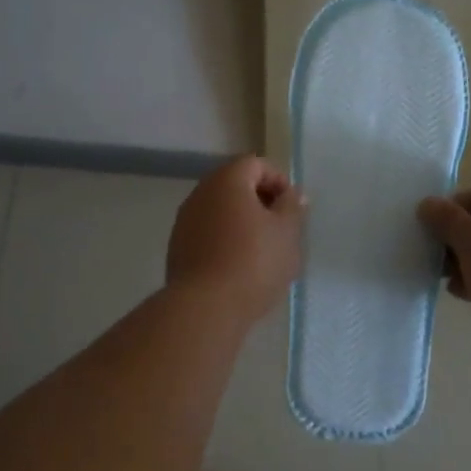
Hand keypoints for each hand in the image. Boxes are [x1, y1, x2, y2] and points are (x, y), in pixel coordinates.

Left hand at [166, 156, 305, 323]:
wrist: (206, 307)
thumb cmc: (253, 262)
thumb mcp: (286, 233)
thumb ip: (292, 207)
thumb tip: (293, 194)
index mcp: (227, 181)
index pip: (255, 164)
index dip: (278, 180)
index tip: (291, 207)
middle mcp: (200, 193)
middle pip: (234, 185)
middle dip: (260, 202)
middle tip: (280, 228)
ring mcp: (184, 221)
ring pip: (219, 211)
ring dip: (242, 222)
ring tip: (263, 250)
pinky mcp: (177, 248)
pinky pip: (207, 233)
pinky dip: (225, 240)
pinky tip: (239, 267)